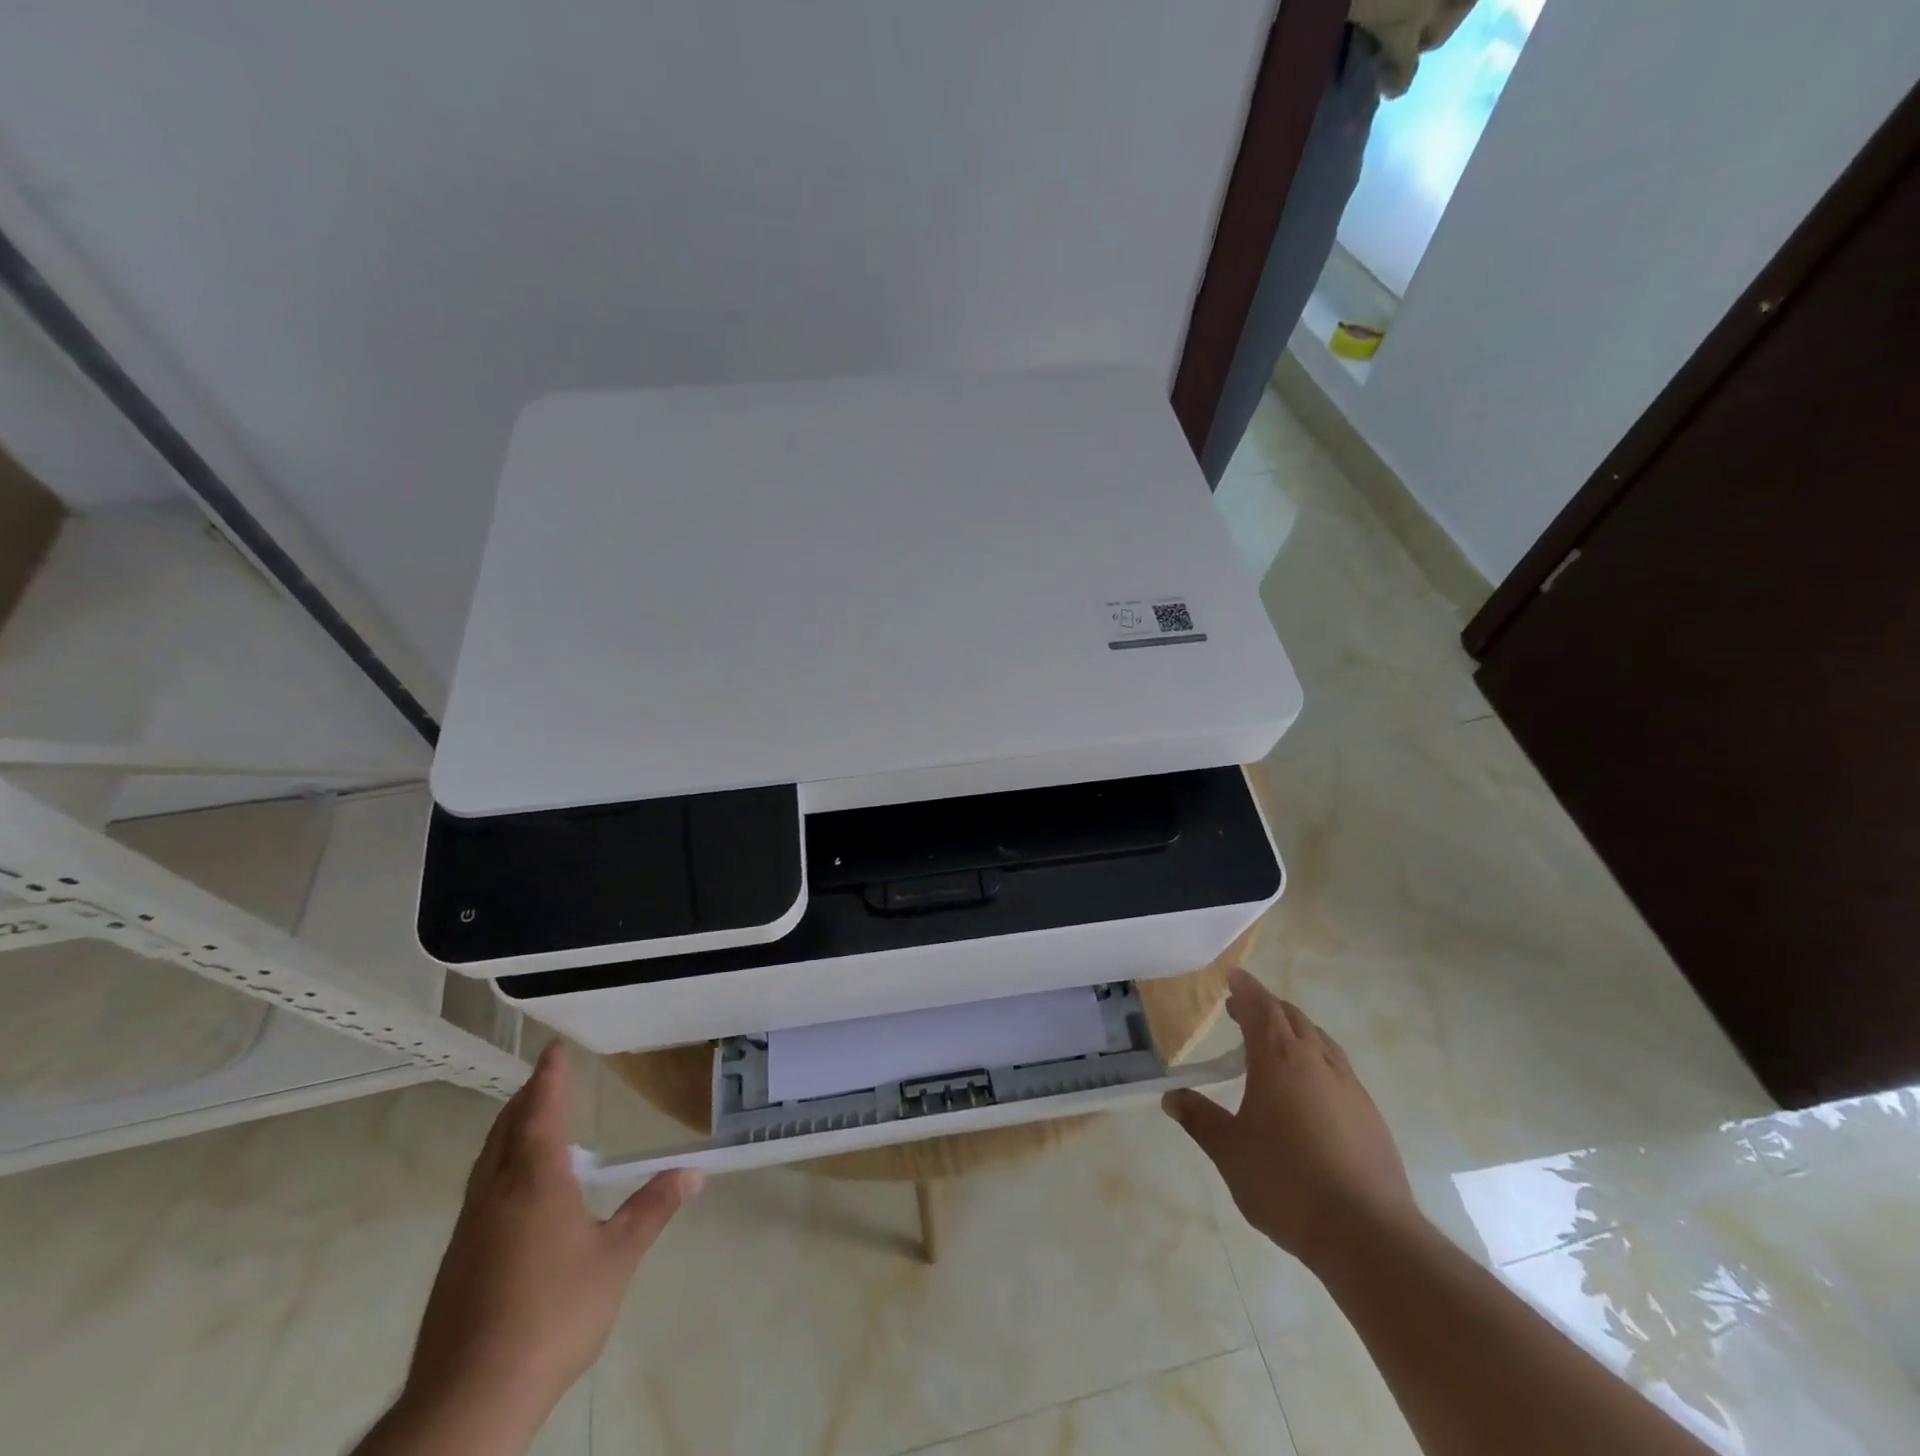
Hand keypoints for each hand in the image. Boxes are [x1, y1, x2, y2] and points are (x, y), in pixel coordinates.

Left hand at [390, 1042, 701, 1448]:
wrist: (467, 1401)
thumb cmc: (552, 1315)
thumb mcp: (616, 1259)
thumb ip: (652, 1210)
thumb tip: (693, 1173)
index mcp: (534, 1182)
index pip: (540, 1112)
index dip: (549, 1078)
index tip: (553, 1049)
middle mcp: (495, 1195)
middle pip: (506, 1131)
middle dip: (526, 1100)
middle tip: (546, 1080)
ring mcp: (469, 1230)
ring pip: (487, 1163)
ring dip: (510, 1133)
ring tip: (532, 1126)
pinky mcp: (456, 1264)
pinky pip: (480, 1193)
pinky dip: (500, 1168)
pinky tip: (517, 1194)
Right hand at [1164, 969, 1420, 1269]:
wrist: (1368, 1234)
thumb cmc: (1287, 1183)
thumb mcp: (1229, 1152)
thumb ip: (1200, 1119)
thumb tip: (1171, 1096)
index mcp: (1280, 1059)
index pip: (1261, 1007)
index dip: (1245, 989)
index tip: (1232, 977)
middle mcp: (1316, 1061)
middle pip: (1292, 1018)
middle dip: (1266, 1007)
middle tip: (1241, 1011)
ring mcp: (1349, 1087)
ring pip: (1320, 1040)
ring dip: (1294, 1030)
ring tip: (1275, 1043)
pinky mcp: (1370, 1115)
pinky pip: (1338, 1068)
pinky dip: (1316, 1058)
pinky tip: (1309, 1088)